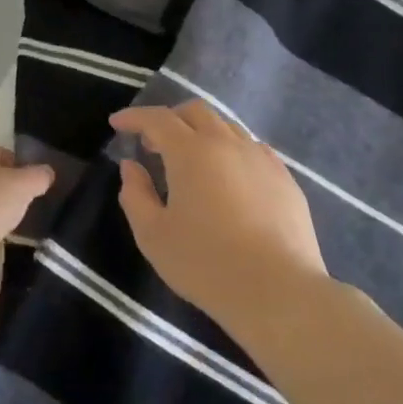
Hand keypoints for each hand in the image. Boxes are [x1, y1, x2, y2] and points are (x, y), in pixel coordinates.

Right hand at [110, 102, 327, 335]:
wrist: (278, 292)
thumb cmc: (206, 264)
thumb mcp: (153, 236)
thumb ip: (135, 195)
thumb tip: (131, 166)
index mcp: (191, 152)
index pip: (157, 119)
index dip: (134, 117)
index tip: (117, 123)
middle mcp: (227, 143)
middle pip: (195, 112)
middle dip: (169, 119)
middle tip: (153, 143)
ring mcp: (261, 158)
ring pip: (226, 127)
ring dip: (201, 133)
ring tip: (191, 162)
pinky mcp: (285, 178)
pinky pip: (252, 149)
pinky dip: (230, 151)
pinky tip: (228, 178)